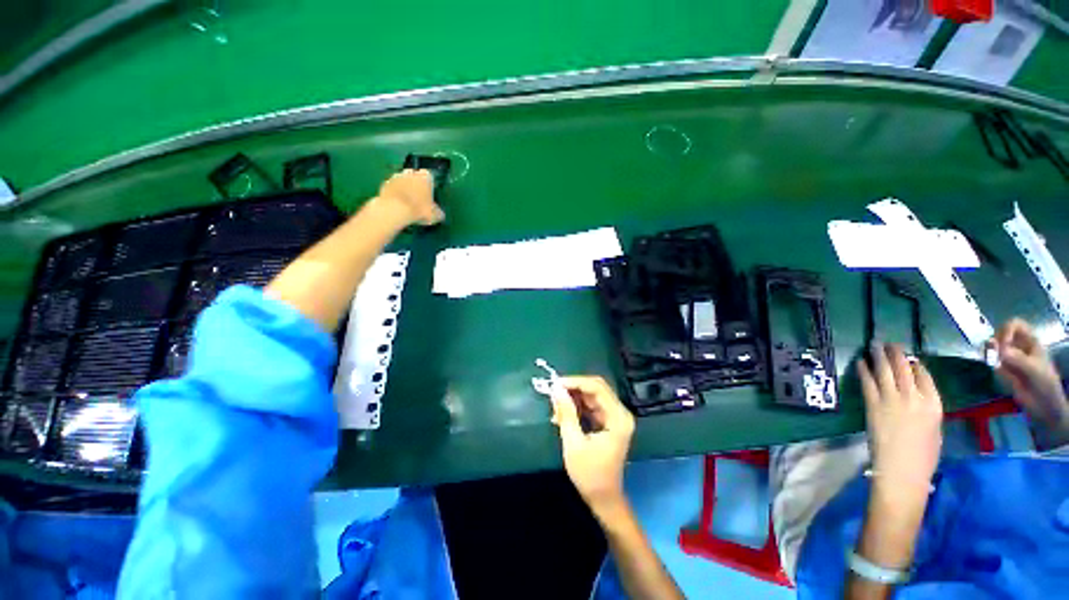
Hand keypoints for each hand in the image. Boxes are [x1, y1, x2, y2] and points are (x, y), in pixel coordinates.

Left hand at [376, 169, 443, 225]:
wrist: (395, 210)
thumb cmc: (419, 210)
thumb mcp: (434, 215)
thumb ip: (438, 212)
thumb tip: (440, 214)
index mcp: (425, 177)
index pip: (429, 175)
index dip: (429, 184)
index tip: (429, 192)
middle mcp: (411, 173)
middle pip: (414, 175)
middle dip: (415, 183)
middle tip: (417, 196)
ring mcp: (396, 177)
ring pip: (402, 180)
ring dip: (404, 187)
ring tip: (406, 201)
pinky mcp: (384, 184)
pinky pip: (392, 187)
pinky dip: (394, 192)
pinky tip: (397, 203)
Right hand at [550, 376, 634, 518]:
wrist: (603, 499)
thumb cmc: (590, 475)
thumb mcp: (574, 443)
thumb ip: (566, 413)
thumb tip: (556, 389)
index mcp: (618, 417)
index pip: (597, 388)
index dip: (575, 382)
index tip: (555, 384)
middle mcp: (619, 412)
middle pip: (596, 388)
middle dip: (573, 388)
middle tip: (553, 392)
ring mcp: (614, 416)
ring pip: (591, 395)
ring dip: (573, 397)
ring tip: (555, 407)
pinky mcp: (608, 421)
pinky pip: (591, 405)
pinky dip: (576, 406)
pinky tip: (562, 414)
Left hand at [857, 344, 941, 502]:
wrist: (902, 470)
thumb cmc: (922, 456)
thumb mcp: (934, 429)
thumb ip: (926, 409)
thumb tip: (917, 395)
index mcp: (934, 405)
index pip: (924, 376)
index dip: (914, 364)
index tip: (908, 357)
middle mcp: (914, 398)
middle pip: (904, 369)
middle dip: (896, 353)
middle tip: (889, 343)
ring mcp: (892, 400)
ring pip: (886, 371)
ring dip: (879, 355)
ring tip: (874, 344)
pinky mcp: (873, 404)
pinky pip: (868, 382)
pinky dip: (864, 370)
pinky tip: (860, 361)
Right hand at [992, 318, 1068, 432]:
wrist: (1044, 404)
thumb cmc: (1044, 383)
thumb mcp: (1033, 370)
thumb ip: (1017, 359)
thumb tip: (996, 349)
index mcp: (1030, 341)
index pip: (1015, 324)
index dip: (1006, 330)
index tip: (1002, 343)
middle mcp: (1019, 346)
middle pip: (1001, 333)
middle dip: (994, 341)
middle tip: (991, 352)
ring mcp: (1011, 357)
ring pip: (994, 346)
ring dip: (989, 350)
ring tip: (988, 358)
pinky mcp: (1003, 368)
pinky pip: (992, 360)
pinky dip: (988, 360)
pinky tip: (990, 365)